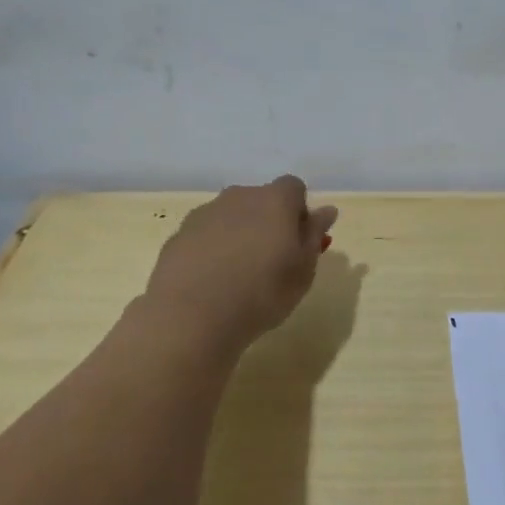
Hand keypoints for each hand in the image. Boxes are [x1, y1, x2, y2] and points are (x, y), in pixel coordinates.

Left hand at [142, 176, 337, 351]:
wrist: (191, 316)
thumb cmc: (262, 293)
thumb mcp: (303, 270)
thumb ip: (314, 235)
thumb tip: (325, 211)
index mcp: (275, 200)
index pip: (294, 187)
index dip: (299, 211)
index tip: (298, 241)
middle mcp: (239, 196)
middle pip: (261, 199)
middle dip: (269, 221)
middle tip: (273, 260)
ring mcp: (205, 213)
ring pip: (232, 216)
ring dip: (240, 234)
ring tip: (239, 274)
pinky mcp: (179, 234)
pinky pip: (207, 233)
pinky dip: (214, 248)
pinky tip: (213, 280)